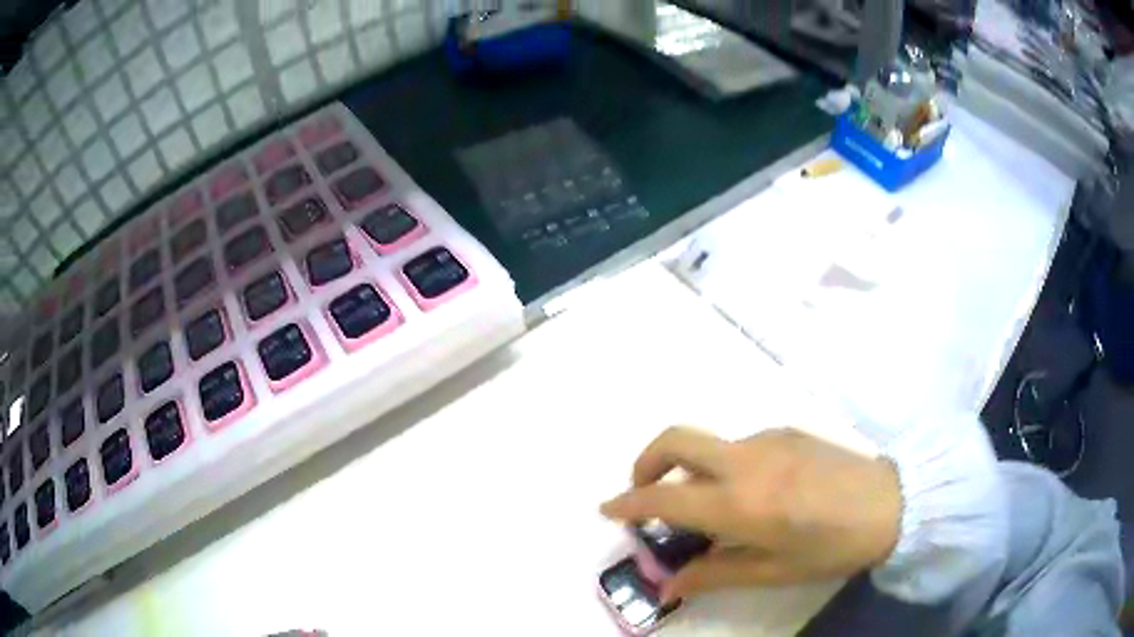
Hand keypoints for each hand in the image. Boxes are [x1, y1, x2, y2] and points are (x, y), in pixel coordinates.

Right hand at [600, 427, 901, 601]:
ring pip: (710, 444)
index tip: (607, 509)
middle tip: (643, 492)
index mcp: (739, 502)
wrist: (889, 503)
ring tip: (708, 506)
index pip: (664, 496)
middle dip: (646, 461)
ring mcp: (767, 439)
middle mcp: (745, 461)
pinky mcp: (787, 431)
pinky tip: (753, 492)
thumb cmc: (830, 547)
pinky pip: (740, 445)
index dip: (628, 502)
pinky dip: (725, 464)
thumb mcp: (771, 572)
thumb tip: (668, 585)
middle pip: (675, 439)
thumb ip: (715, 574)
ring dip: (691, 468)